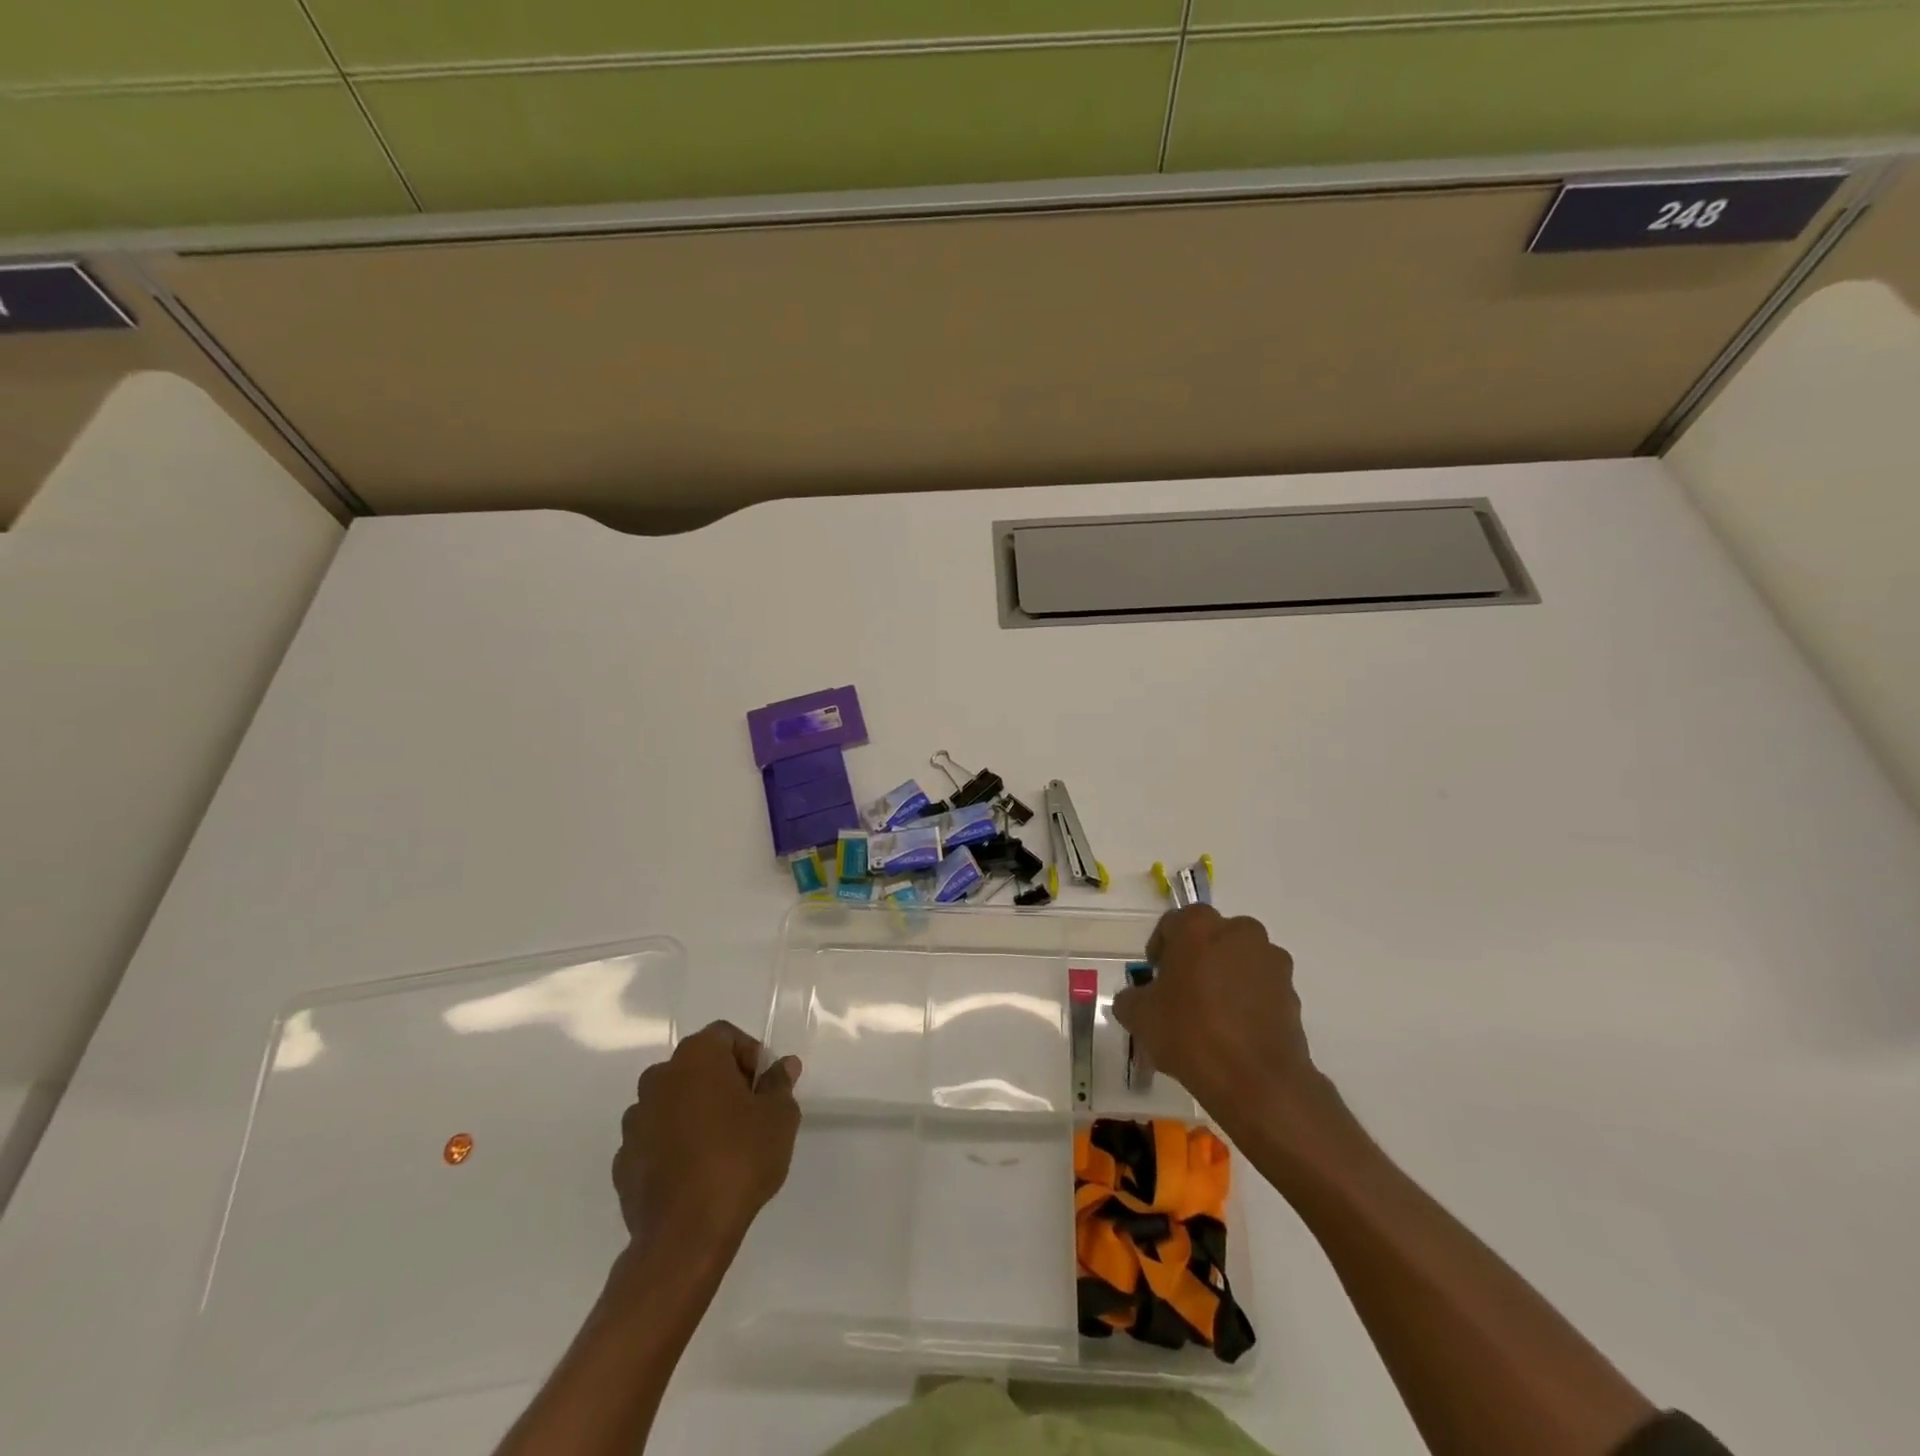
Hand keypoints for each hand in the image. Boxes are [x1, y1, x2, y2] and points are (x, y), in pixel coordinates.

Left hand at [612, 1021, 801, 1258]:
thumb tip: (783, 1066)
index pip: (725, 1036)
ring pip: (673, 1102)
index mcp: (696, 1058)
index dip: (750, 1056)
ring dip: (695, 1113)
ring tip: (721, 1147)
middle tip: (749, 1114)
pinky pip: (656, 1139)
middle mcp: (658, 1078)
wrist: (685, 1236)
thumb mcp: (779, 1118)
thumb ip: (780, 1084)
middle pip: (697, 1066)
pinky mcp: (623, 1160)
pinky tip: (695, 1174)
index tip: (765, 1087)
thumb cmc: (739, 1160)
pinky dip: (674, 1145)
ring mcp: (635, 1121)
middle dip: (723, 1082)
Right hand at [1112, 906, 1327, 1127]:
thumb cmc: (1190, 1034)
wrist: (1256, 1081)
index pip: (1171, 924)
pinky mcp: (1292, 992)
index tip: (1155, 978)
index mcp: (1198, 926)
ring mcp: (1270, 960)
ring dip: (1225, 977)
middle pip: (1210, 937)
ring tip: (1211, 1015)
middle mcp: (1239, 931)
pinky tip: (1234, 1031)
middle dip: (1195, 958)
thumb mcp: (1139, 1016)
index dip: (1160, 950)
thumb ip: (1131, 997)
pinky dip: (1247, 1000)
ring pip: (1239, 960)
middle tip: (1181, 993)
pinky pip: (1260, 987)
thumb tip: (1136, 998)